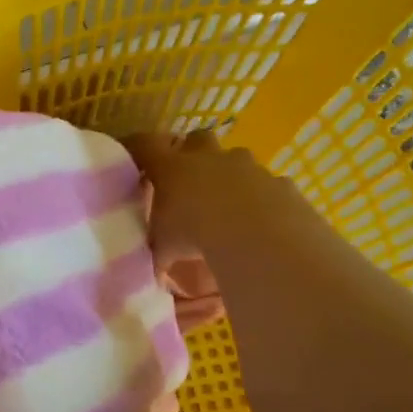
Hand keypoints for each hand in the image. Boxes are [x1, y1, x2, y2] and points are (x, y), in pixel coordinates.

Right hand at [126, 130, 281, 263]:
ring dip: (231, 176)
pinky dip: (263, 199)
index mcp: (173, 167)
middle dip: (194, 152)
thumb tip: (154, 273)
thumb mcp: (164, 247)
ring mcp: (248, 167)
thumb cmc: (195, 235)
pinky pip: (269, 186)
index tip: (133, 155)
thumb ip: (158, 251)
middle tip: (189, 178)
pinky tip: (261, 222)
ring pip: (237, 160)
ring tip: (228, 207)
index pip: (145, 145)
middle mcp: (210, 158)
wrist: (257, 238)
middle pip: (198, 138)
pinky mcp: (279, 183)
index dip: (137, 147)